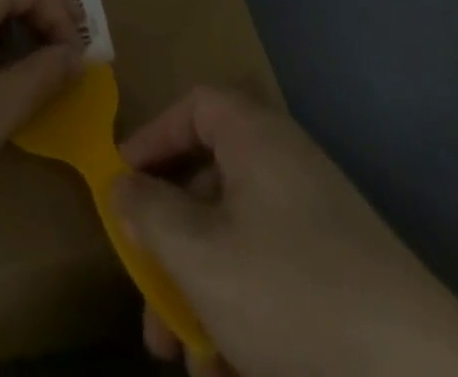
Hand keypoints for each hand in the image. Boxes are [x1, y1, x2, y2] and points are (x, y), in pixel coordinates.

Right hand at [114, 88, 457, 376]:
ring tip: (183, 359)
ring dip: (199, 292)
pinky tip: (228, 371)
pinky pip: (269, 275)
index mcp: (255, 137)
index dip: (152, 138)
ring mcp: (314, 219)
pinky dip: (241, 314)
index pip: (193, 107)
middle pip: (208, 181)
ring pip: (234, 239)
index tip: (121, 185)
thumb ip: (151, 214)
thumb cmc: (294, 294)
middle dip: (170, 243)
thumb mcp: (202, 257)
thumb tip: (122, 185)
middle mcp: (284, 164)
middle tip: (145, 297)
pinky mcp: (336, 273)